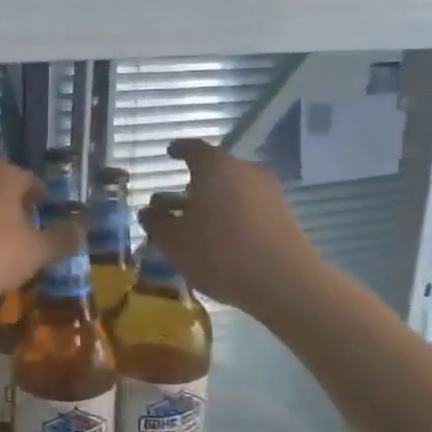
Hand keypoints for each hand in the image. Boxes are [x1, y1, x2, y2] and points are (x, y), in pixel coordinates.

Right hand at [139, 139, 326, 315]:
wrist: (283, 282)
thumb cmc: (219, 252)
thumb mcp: (173, 241)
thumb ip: (156, 222)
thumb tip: (148, 211)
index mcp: (215, 167)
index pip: (193, 148)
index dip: (178, 150)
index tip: (169, 153)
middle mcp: (245, 171)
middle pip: (214, 171)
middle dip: (192, 185)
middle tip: (173, 202)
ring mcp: (268, 193)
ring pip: (231, 190)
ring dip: (211, 203)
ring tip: (192, 225)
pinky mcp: (282, 216)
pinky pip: (247, 208)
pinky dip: (230, 216)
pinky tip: (219, 240)